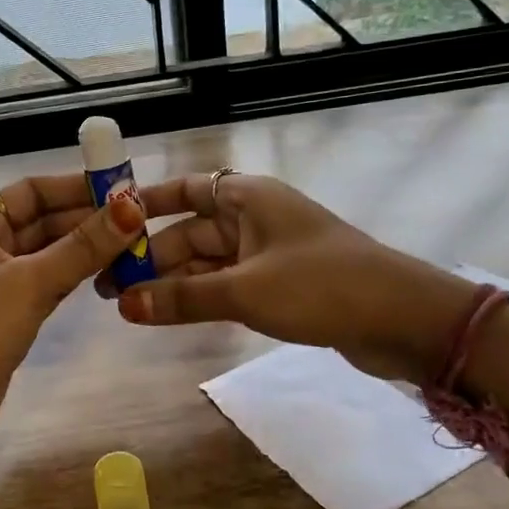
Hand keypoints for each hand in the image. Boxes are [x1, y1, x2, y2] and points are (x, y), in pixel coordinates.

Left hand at [0, 173, 145, 460]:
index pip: (31, 190)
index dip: (76, 187)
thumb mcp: (30, 284)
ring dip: (86, 249)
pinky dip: (75, 276)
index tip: (124, 189)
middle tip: (141, 219)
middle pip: (41, 220)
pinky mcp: (7, 313)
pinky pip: (46, 282)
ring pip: (47, 253)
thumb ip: (82, 246)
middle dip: (87, 219)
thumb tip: (133, 207)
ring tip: (135, 243)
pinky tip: (109, 273)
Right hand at [104, 172, 473, 380]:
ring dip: (171, 281)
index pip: (186, 189)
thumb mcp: (245, 290)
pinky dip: (199, 297)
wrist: (402, 319)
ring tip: (126, 306)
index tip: (106, 223)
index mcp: (248, 197)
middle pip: (190, 231)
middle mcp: (255, 218)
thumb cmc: (320, 286)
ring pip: (206, 262)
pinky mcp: (279, 285)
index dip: (146, 204)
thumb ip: (182, 298)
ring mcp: (268, 253)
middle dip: (150, 256)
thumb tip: (123, 305)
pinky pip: (226, 284)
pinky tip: (168, 313)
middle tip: (106, 286)